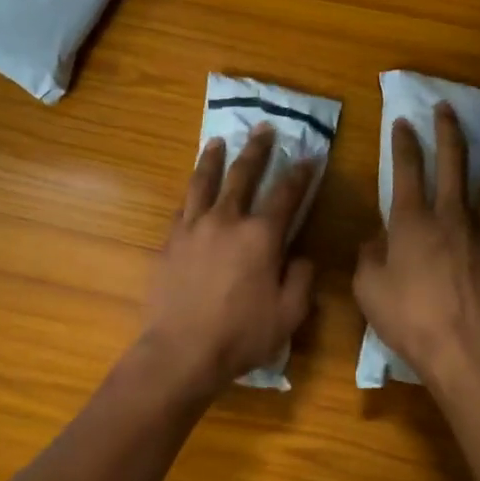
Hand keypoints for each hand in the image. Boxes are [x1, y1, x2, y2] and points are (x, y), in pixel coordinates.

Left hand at [138, 125, 317, 395]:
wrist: (180, 352)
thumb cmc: (241, 335)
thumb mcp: (288, 314)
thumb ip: (301, 279)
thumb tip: (302, 256)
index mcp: (261, 236)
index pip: (286, 195)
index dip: (300, 174)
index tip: (309, 157)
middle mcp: (227, 220)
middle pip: (243, 175)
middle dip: (257, 150)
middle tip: (264, 128)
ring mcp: (193, 227)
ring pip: (204, 182)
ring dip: (213, 159)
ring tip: (218, 141)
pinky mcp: (170, 241)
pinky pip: (182, 207)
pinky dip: (191, 192)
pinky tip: (192, 189)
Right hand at [353, 102, 479, 388]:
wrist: (463, 348)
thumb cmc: (408, 318)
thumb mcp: (368, 288)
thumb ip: (369, 256)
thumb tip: (375, 238)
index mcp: (412, 220)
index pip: (406, 168)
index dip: (403, 142)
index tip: (403, 121)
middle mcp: (450, 215)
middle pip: (453, 161)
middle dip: (448, 130)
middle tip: (447, 108)